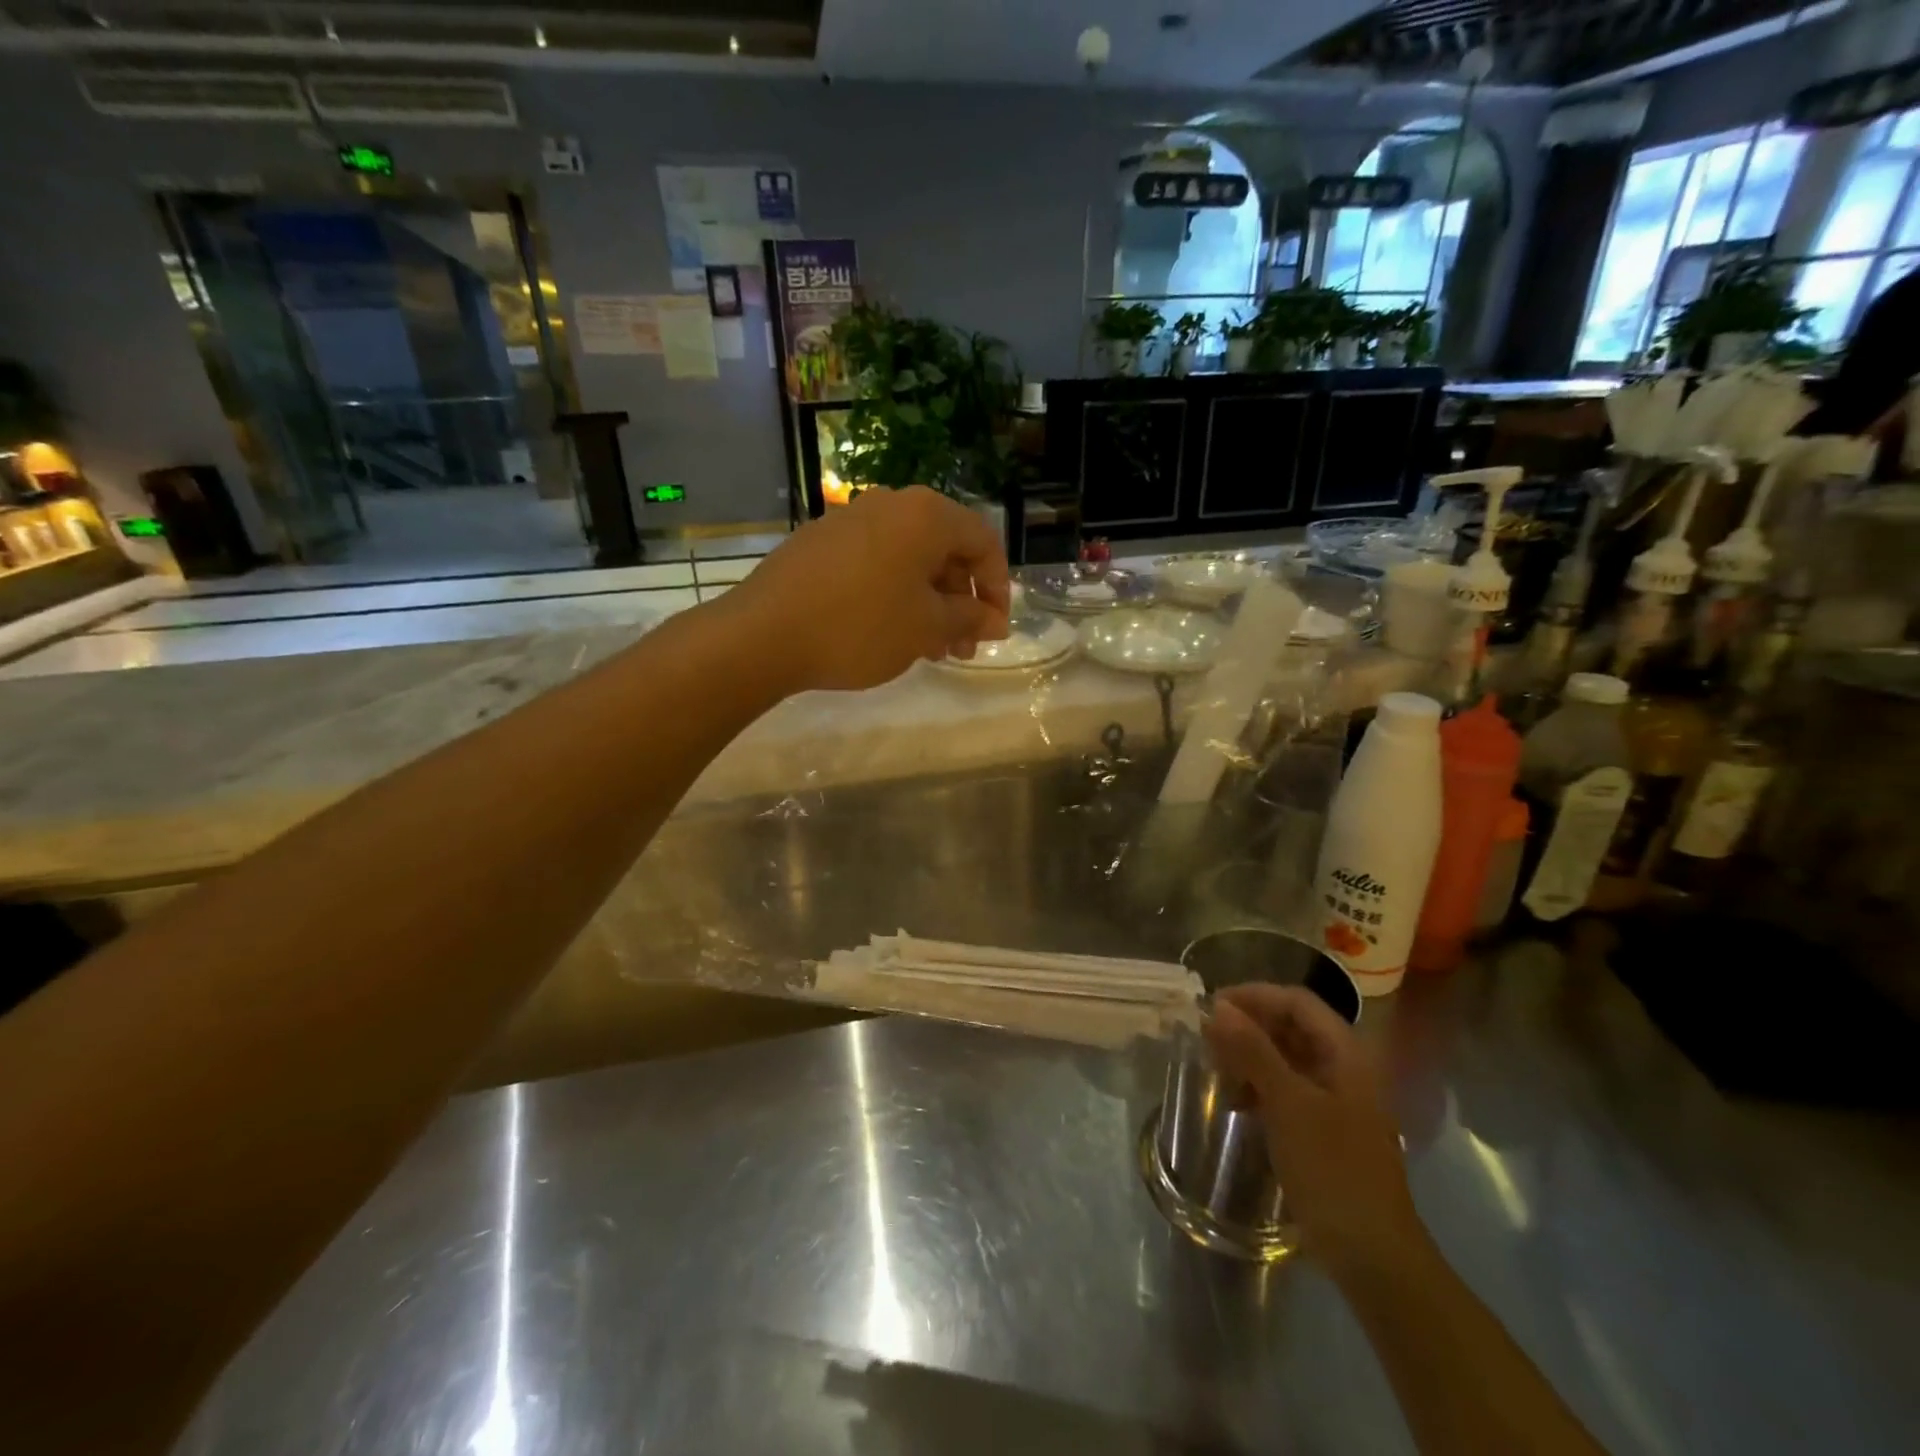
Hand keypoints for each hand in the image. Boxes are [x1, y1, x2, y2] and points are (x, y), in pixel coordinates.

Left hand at [727, 487, 1010, 692]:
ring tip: (929, 649)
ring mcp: (849, 519)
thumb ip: (970, 619)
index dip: (998, 588)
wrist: (763, 634)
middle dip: (961, 601)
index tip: (995, 630)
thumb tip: (996, 621)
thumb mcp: (927, 628)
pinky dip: (895, 594)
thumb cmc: (861, 627)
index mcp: (925, 515)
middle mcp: (890, 504)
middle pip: (945, 549)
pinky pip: (876, 563)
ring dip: (929, 603)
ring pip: (909, 560)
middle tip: (962, 647)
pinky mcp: (820, 542)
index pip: (983, 542)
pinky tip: (889, 632)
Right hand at [1203, 984, 1424, 1281]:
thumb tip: (1217, 1007)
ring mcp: (1336, 1099)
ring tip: (1216, 1069)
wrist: (1373, 1255)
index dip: (1254, 996)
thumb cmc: (1333, 1169)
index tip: (1212, 1007)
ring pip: (1286, 1057)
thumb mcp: (1288, 1104)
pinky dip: (1259, 1086)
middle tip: (1207, 1038)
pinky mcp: (1325, 1128)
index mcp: (1346, 1053)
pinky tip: (1238, 1103)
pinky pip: (1287, 1088)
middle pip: (1291, 1026)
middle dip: (1248, 1027)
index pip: (1296, 1001)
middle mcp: (1344, 1067)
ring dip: (1250, 1056)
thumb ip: (1253, 1050)